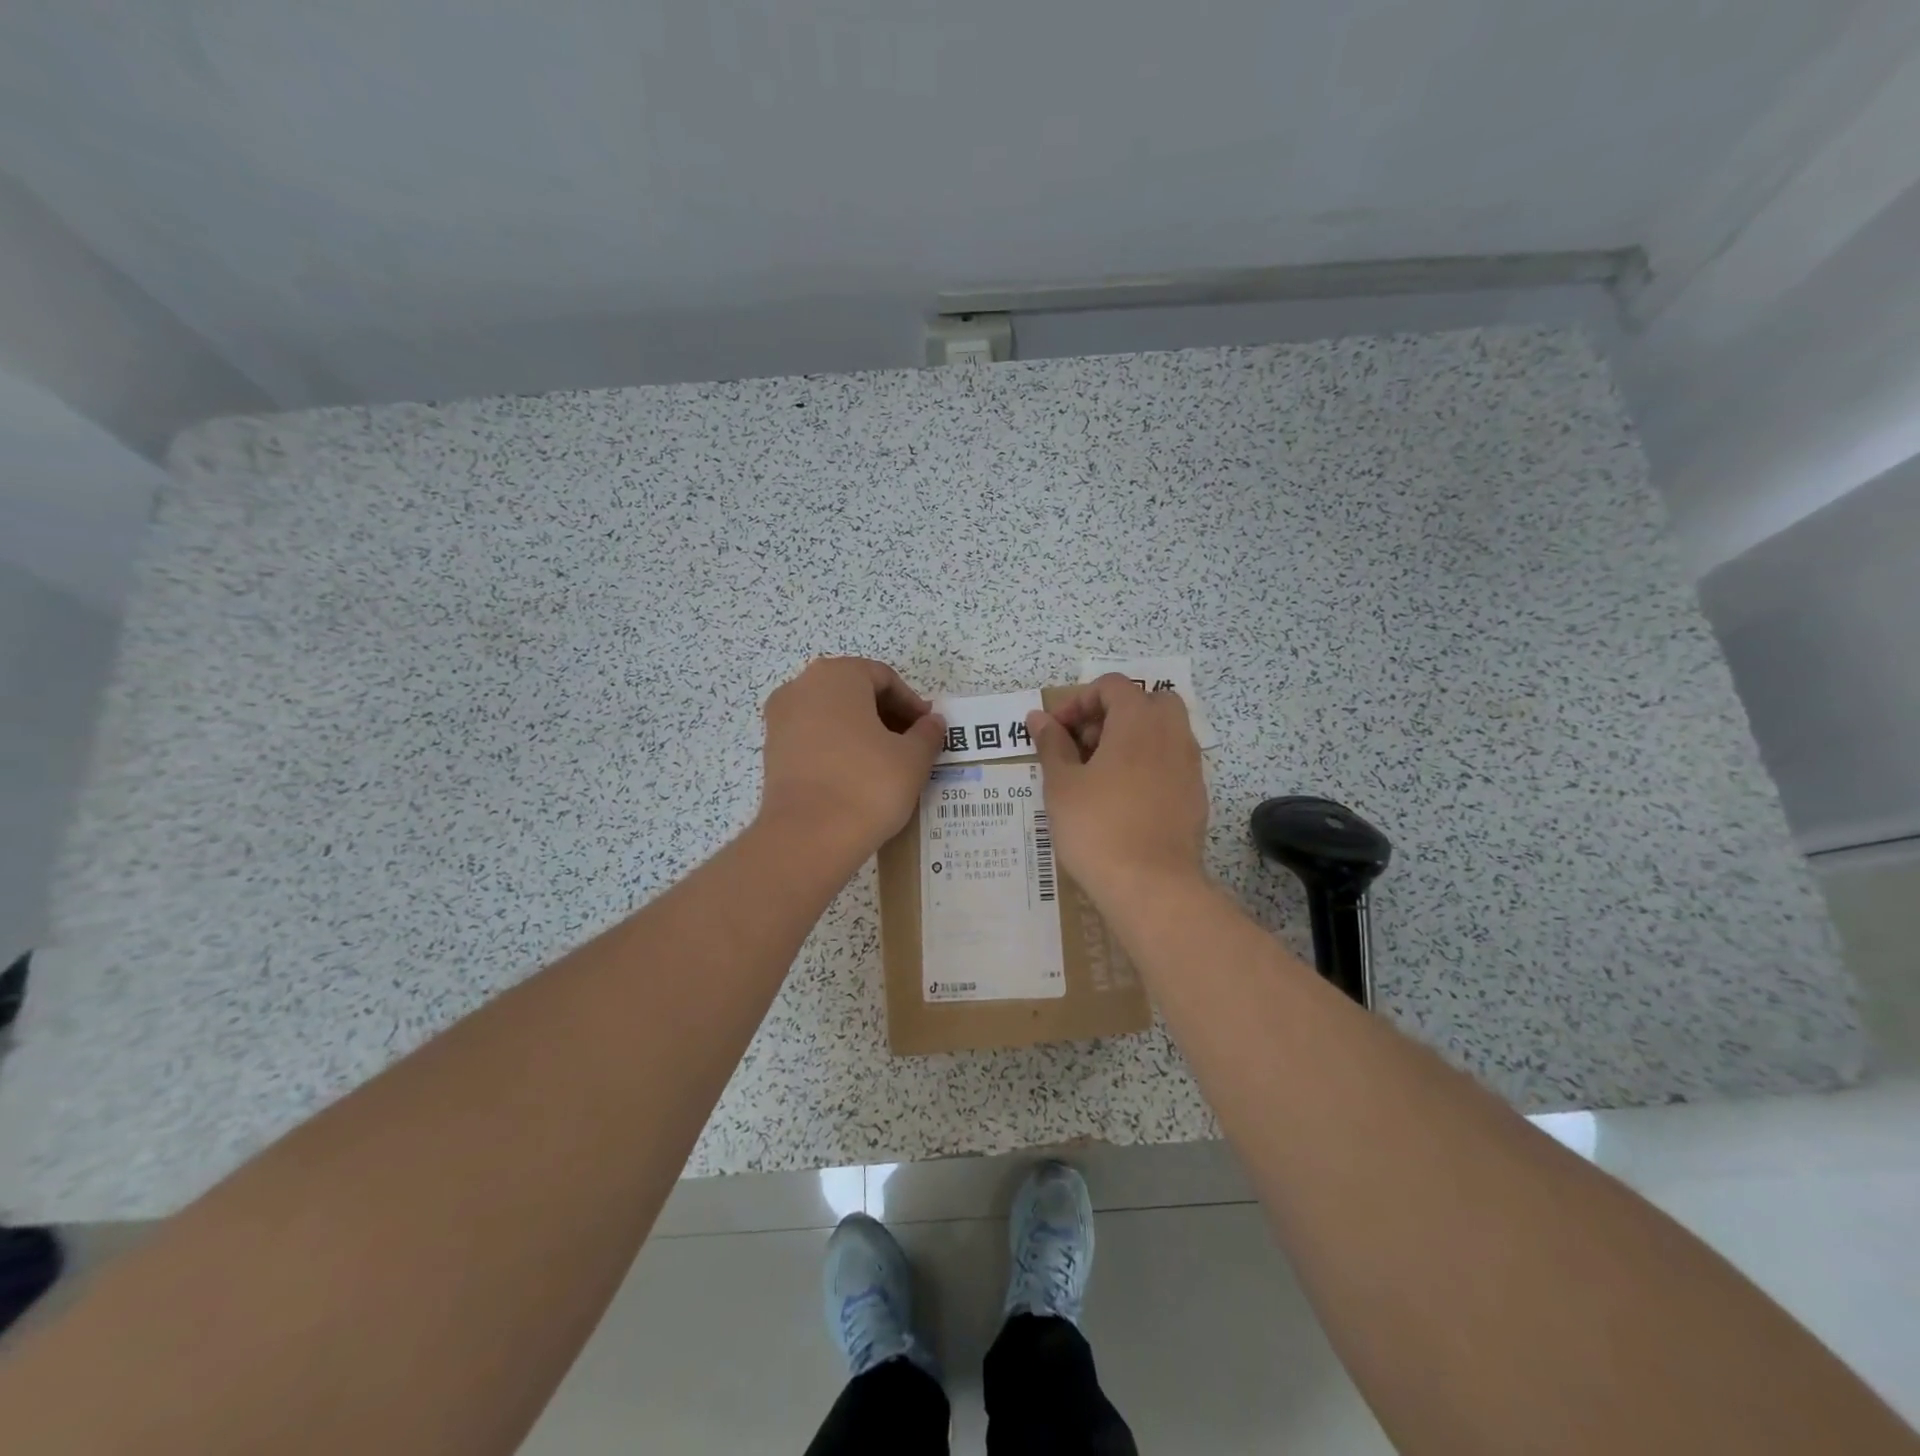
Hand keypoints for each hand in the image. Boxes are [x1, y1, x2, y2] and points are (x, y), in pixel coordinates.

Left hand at [757, 657, 944, 860]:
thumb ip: (927, 733)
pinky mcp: (772, 751)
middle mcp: (802, 686)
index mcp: (837, 675)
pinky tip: (857, 775)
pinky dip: (837, 747)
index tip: (927, 729)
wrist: (809, 836)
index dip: (911, 703)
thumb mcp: (913, 758)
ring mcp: (780, 719)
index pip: (884, 677)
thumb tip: (932, 722)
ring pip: (831, 714)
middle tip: (911, 744)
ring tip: (886, 762)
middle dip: (885, 714)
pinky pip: (813, 737)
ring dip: (861, 730)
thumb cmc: (868, 784)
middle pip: (854, 691)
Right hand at [1026, 674, 1209, 904]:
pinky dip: (1147, 765)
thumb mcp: (1062, 785)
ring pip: (1163, 733)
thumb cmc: (1098, 827)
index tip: (1056, 732)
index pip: (1112, 686)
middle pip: (1146, 702)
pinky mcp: (1196, 796)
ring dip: (1131, 740)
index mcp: (1139, 721)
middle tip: (1083, 745)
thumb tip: (1039, 718)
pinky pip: (1171, 763)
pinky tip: (1123, 800)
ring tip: (1098, 774)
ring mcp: (1190, 766)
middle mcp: (1172, 735)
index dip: (1079, 701)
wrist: (1152, 887)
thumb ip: (1051, 745)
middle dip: (1112, 714)